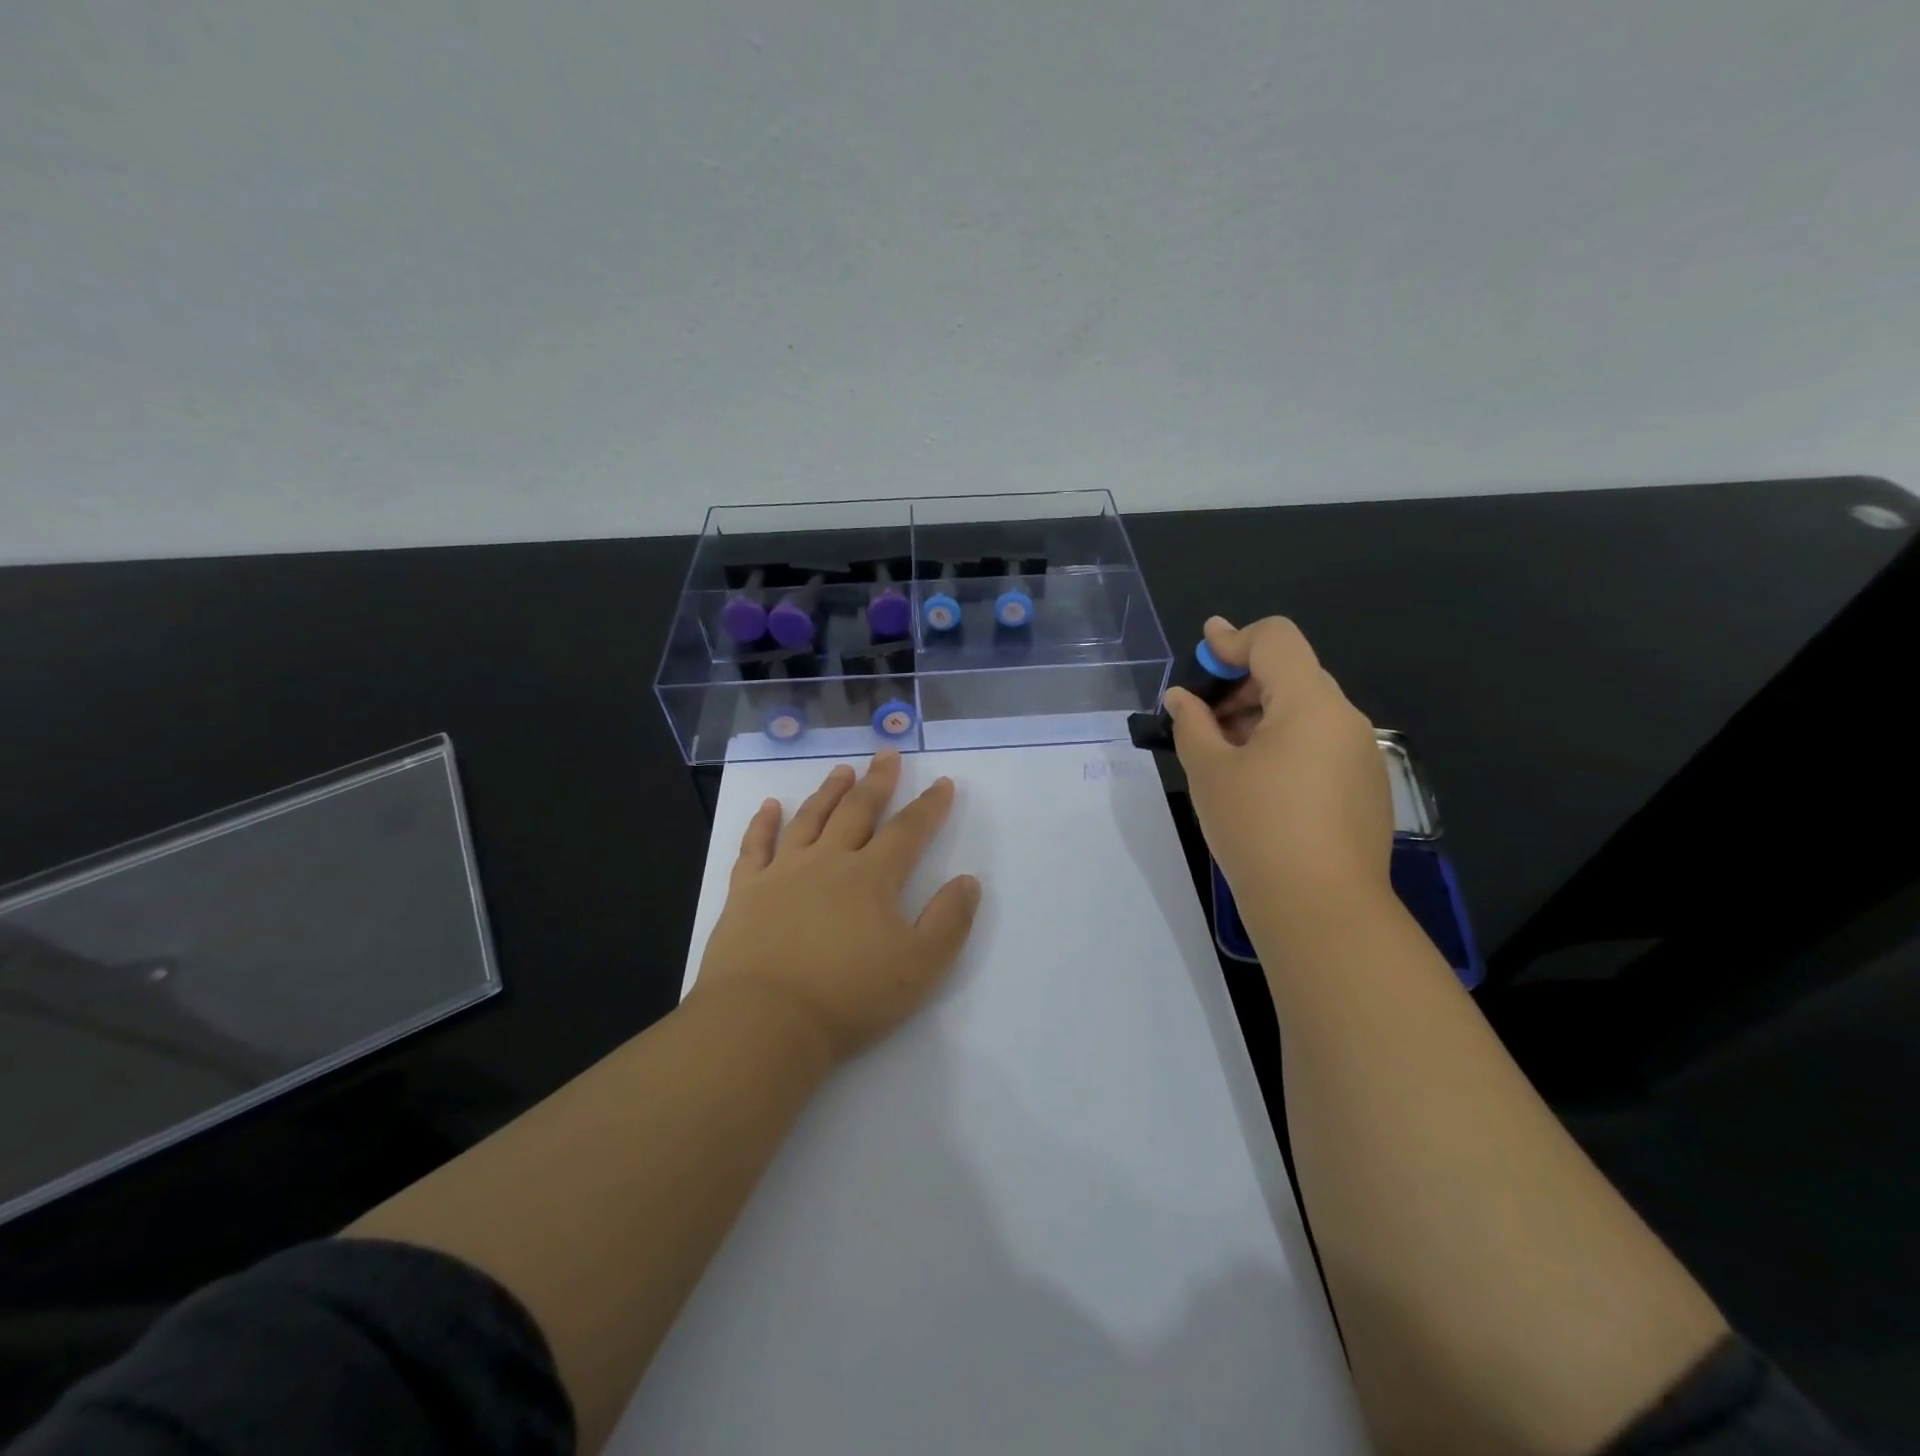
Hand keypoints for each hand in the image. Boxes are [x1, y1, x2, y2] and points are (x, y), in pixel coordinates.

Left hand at [692, 751, 981, 1067]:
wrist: (764, 1021)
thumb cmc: (849, 997)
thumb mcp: (920, 967)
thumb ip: (949, 921)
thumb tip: (968, 881)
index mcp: (872, 877)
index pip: (908, 830)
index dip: (929, 806)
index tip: (942, 782)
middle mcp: (828, 861)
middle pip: (857, 811)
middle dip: (877, 782)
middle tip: (886, 754)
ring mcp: (782, 873)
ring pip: (809, 819)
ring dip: (828, 792)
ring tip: (841, 770)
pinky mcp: (745, 891)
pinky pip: (755, 846)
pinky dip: (763, 823)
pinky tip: (771, 806)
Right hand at [1167, 616, 1393, 923]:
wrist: (1321, 909)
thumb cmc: (1256, 829)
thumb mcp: (1209, 771)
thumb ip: (1192, 723)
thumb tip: (1182, 698)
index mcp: (1310, 703)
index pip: (1276, 639)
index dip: (1233, 639)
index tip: (1201, 655)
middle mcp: (1345, 718)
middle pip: (1291, 673)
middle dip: (1242, 683)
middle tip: (1202, 717)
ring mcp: (1362, 754)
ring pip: (1306, 710)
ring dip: (1261, 715)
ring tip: (1223, 753)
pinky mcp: (1366, 786)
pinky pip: (1320, 743)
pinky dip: (1285, 743)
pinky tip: (1257, 782)